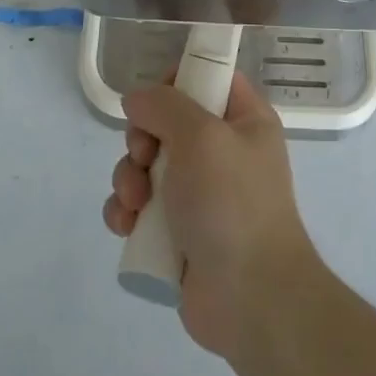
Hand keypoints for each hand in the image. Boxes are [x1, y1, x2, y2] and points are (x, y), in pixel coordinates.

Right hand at [104, 72, 321, 359]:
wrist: (250, 299)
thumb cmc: (232, 203)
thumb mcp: (201, 136)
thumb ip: (164, 105)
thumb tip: (138, 99)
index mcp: (244, 120)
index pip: (208, 76)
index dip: (177, 80)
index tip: (155, 100)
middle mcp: (222, 151)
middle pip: (166, 121)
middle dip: (141, 139)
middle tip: (143, 157)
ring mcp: (199, 193)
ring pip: (145, 165)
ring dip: (128, 179)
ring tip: (134, 203)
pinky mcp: (177, 231)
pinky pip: (140, 207)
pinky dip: (127, 212)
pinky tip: (126, 227)